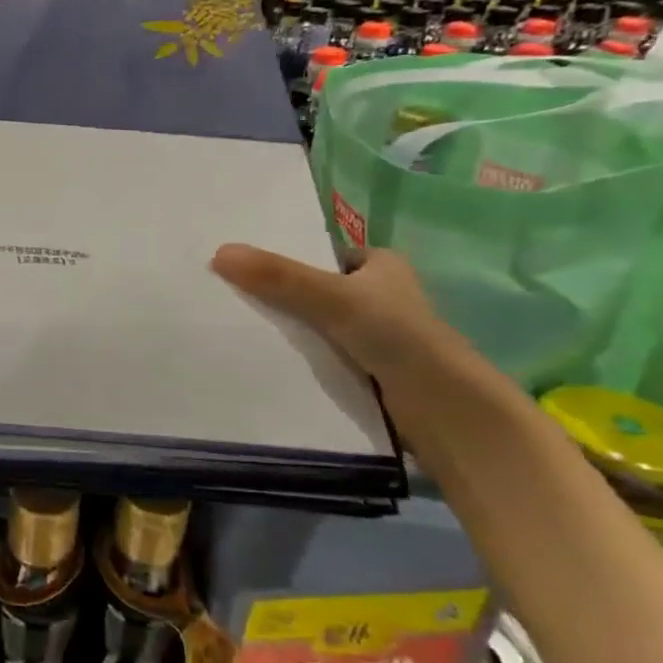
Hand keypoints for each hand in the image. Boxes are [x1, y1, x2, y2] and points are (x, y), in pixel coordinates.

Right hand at [210, 243, 454, 382]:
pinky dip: (294, 355)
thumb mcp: (332, 297)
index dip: (283, 254)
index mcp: (381, 265)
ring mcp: (372, 335)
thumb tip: (219, 252)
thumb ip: (278, 276)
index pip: (320, 252)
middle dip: (276, 292)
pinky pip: (317, 353)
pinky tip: (259, 355)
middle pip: (312, 287)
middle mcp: (378, 295)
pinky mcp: (365, 369)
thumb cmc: (397, 336)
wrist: (443, 409)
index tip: (238, 261)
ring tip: (230, 322)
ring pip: (313, 322)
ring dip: (283, 326)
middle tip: (225, 292)